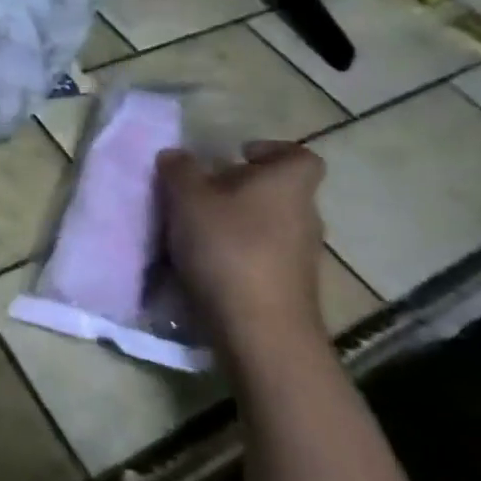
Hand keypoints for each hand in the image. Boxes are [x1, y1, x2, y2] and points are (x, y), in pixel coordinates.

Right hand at [157, 140, 326, 357]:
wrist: (260, 330)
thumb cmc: (228, 248)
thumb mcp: (188, 199)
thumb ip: (179, 171)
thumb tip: (175, 155)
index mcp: (288, 184)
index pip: (298, 156)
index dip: (271, 151)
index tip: (237, 156)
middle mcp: (304, 215)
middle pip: (277, 191)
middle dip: (240, 190)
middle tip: (201, 194)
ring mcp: (302, 256)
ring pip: (268, 226)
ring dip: (237, 225)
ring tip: (194, 233)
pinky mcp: (291, 289)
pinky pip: (263, 258)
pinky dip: (238, 256)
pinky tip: (205, 267)